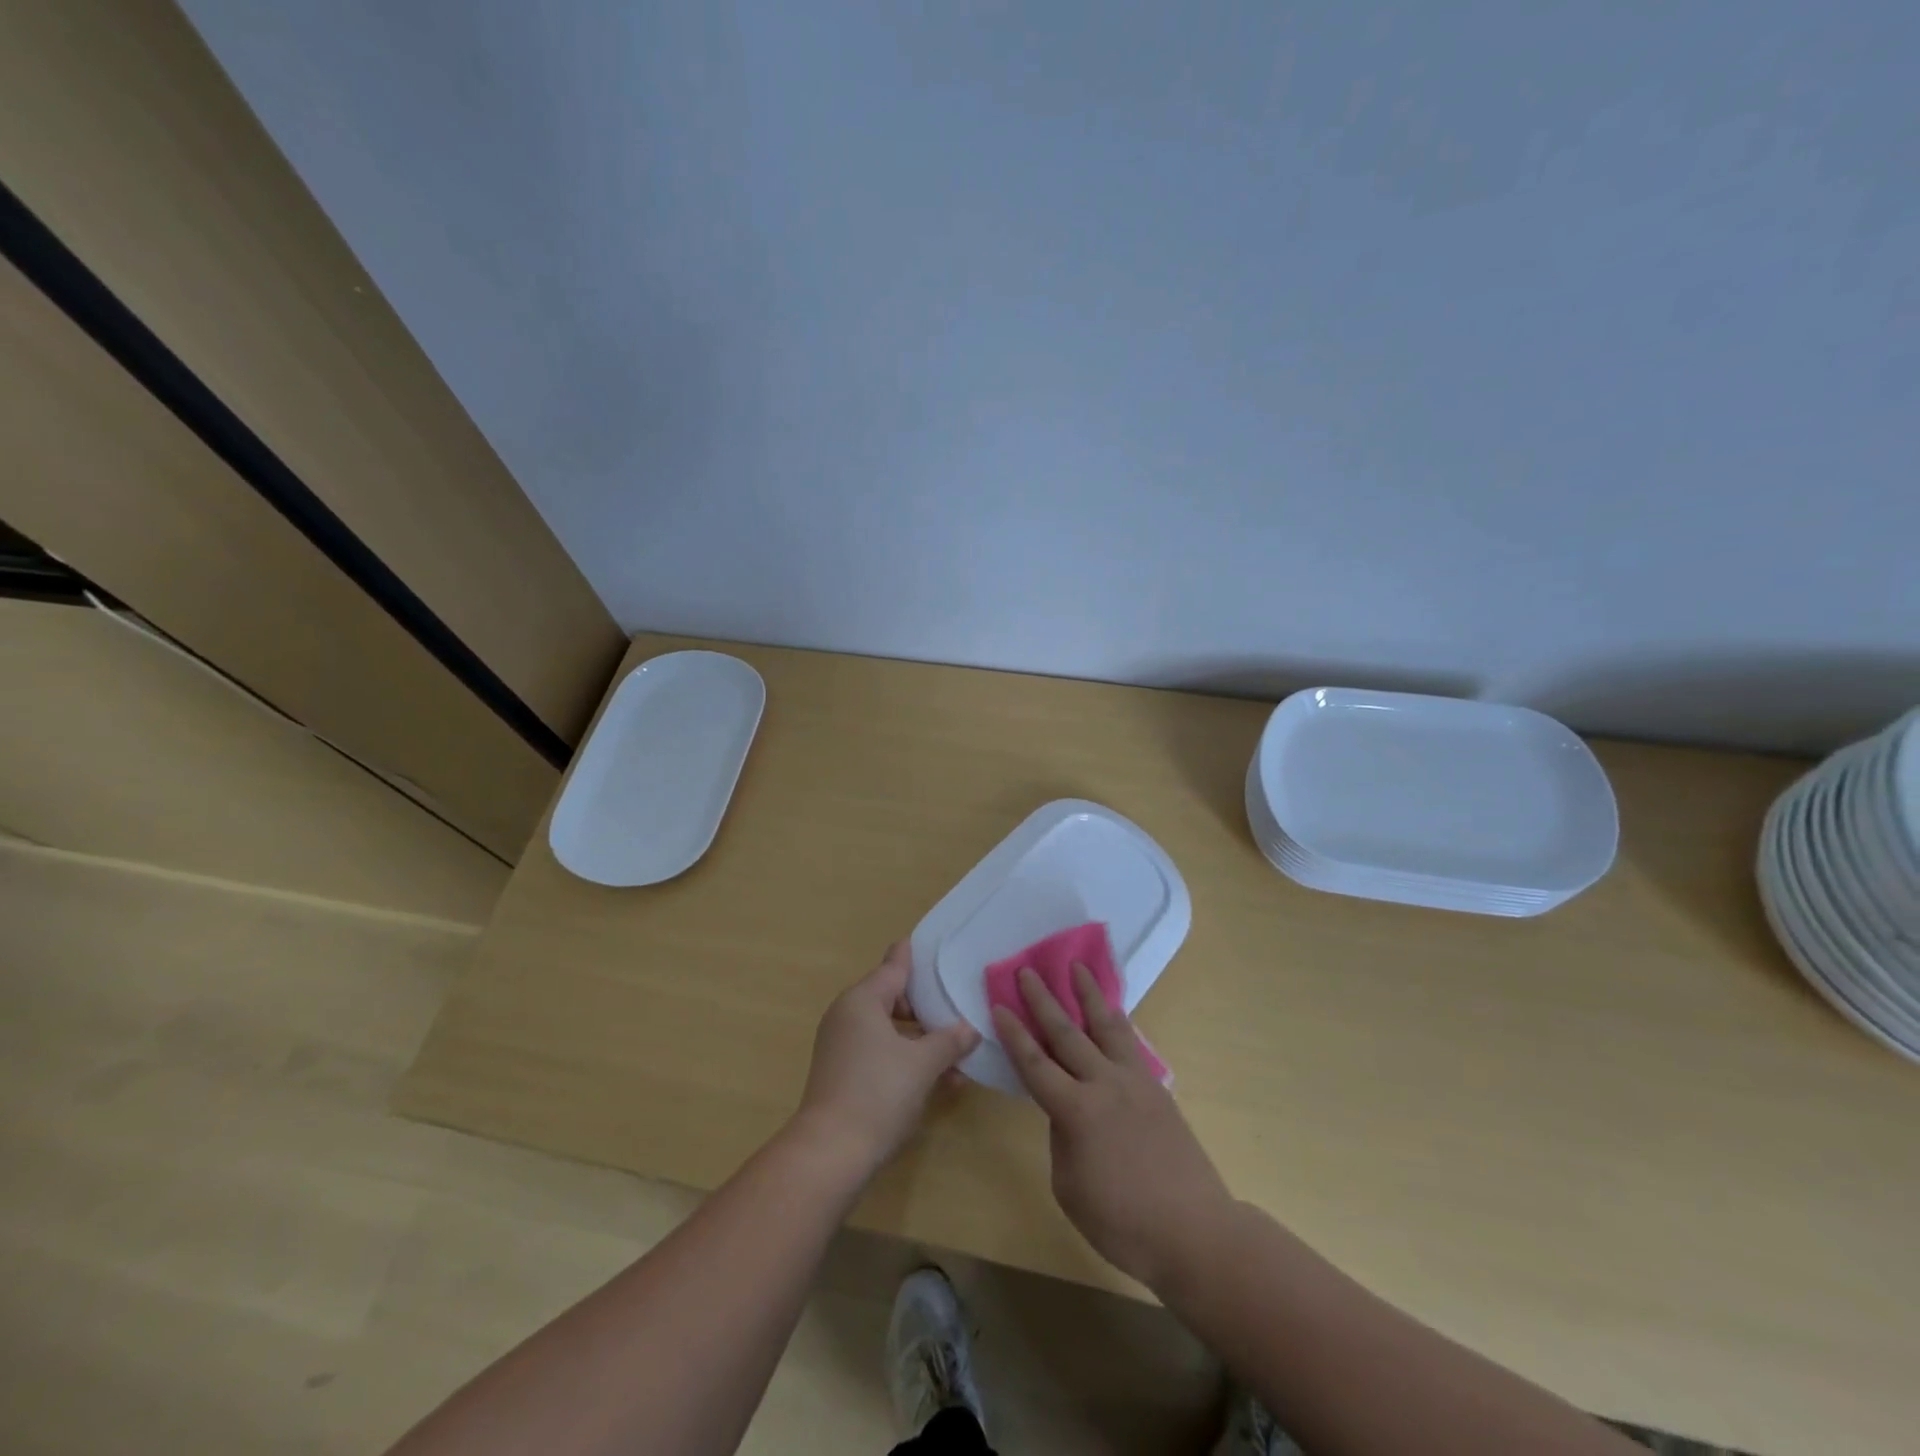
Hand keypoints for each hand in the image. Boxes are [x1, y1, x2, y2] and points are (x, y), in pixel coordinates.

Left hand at [793, 941, 979, 1176]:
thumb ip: (949, 1040)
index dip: (915, 956)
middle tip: (959, 1009)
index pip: (894, 965)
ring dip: (922, 1039)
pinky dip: (906, 1058)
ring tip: (958, 1054)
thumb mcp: (922, 1064)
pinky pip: (880, 1052)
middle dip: (927, 1007)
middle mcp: (848, 1014)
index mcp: (863, 999)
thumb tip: (969, 1029)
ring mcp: (842, 1044)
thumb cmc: (878, 1092)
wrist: (830, 1153)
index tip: (934, 944)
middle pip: (893, 997)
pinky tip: (939, 1080)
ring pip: (889, 1029)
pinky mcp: (842, 1072)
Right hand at [993, 964, 1232, 1289]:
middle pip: (1067, 1033)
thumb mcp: (1070, 1187)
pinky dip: (1118, 1022)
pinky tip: (1114, 1013)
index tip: (999, 1004)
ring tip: (1078, 967)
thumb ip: (1062, 1139)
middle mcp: (1104, 1084)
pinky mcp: (1157, 1089)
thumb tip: (1067, 1112)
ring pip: (1106, 1026)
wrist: (1194, 1231)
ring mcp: (1135, 1082)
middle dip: (1044, 1000)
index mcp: (1076, 1111)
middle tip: (1027, 970)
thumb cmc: (1122, 1223)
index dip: (1014, 1034)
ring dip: (1089, 994)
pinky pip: (1131, 1044)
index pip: (1035, 1063)